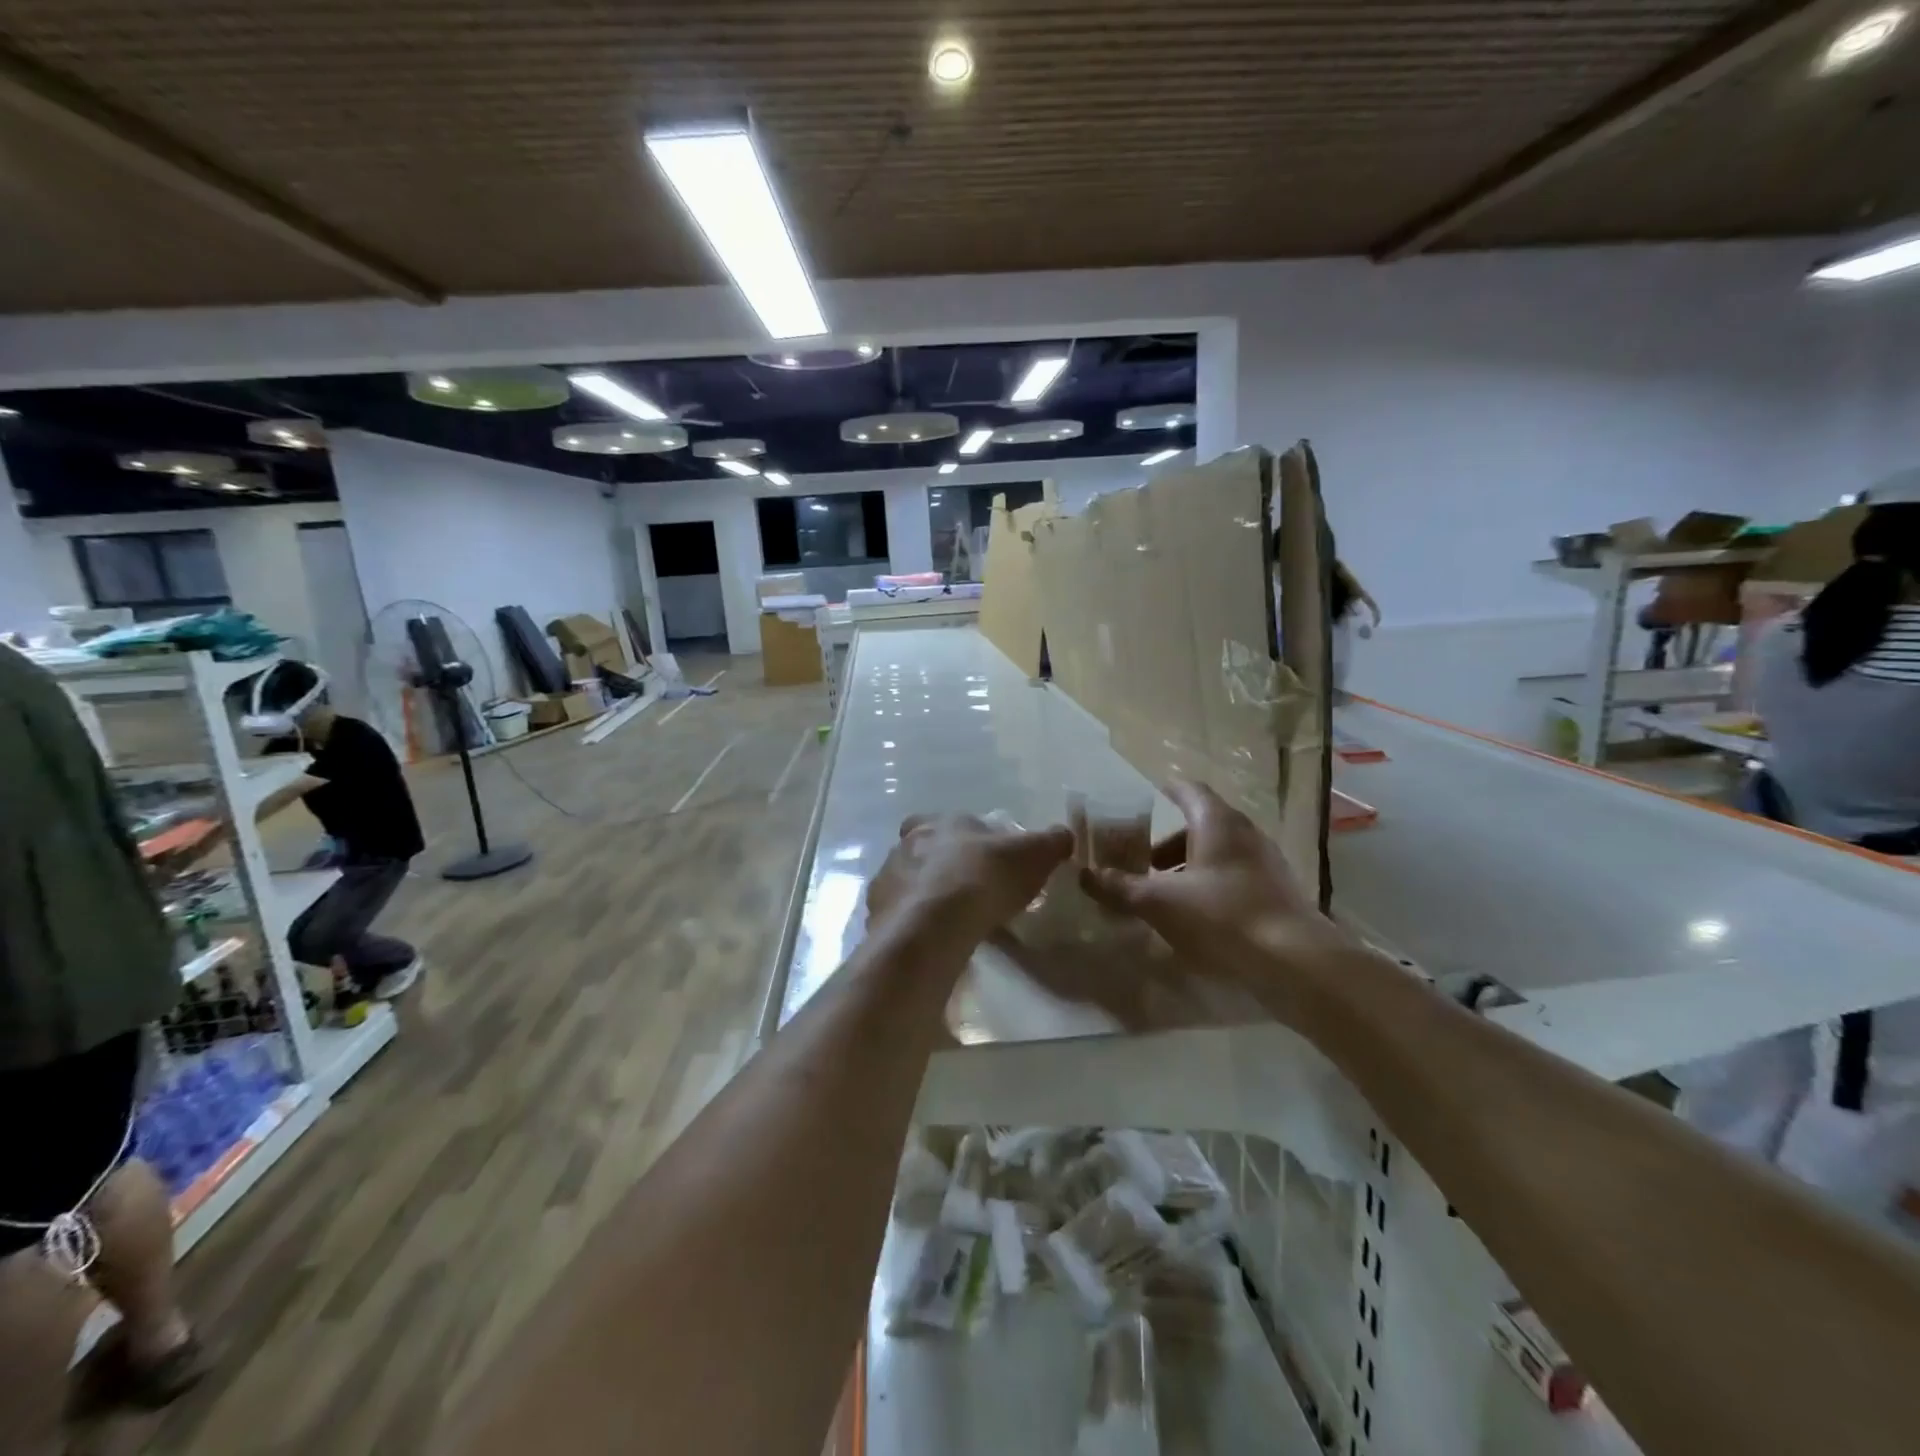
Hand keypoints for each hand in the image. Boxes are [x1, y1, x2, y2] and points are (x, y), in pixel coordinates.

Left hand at [868, 815, 1073, 940]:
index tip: (986, 859)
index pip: (952, 823)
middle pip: (926, 851)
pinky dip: (915, 925)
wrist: (933, 926)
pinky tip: (934, 942)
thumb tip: (1064, 835)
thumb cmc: (983, 879)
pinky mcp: (877, 914)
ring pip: (909, 882)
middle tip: (970, 892)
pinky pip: (899, 916)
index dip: (968, 838)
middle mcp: (907, 844)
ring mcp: (888, 879)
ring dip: (927, 896)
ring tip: (953, 923)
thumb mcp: (1032, 855)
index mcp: (940, 823)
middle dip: (945, 867)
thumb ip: (1050, 842)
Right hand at [1080, 778, 1351, 1014]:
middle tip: (1140, 862)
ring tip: (1163, 894)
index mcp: (1217, 822)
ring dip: (1188, 866)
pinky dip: (1210, 884)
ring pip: (1218, 853)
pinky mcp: (1277, 892)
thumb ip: (1120, 887)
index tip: (1145, 801)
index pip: (1188, 790)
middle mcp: (1245, 833)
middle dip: (1167, 842)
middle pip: (1200, 824)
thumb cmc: (1222, 917)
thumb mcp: (1159, 902)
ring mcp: (1266, 862)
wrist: (1296, 963)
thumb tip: (1085, 875)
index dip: (1165, 792)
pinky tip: (1195, 916)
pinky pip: (1234, 876)